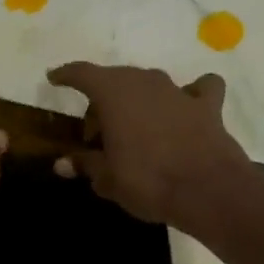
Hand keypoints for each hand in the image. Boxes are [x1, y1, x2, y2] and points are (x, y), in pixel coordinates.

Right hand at [46, 61, 249, 228]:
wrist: (208, 190)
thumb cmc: (147, 180)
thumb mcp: (107, 178)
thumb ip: (85, 164)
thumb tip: (61, 164)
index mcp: (113, 93)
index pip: (82, 73)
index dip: (66, 75)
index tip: (54, 78)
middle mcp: (144, 82)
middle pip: (115, 80)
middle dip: (101, 100)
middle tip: (96, 133)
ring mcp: (178, 91)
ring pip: (150, 84)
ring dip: (138, 99)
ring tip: (133, 127)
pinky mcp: (207, 106)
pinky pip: (198, 89)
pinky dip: (191, 94)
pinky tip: (186, 107)